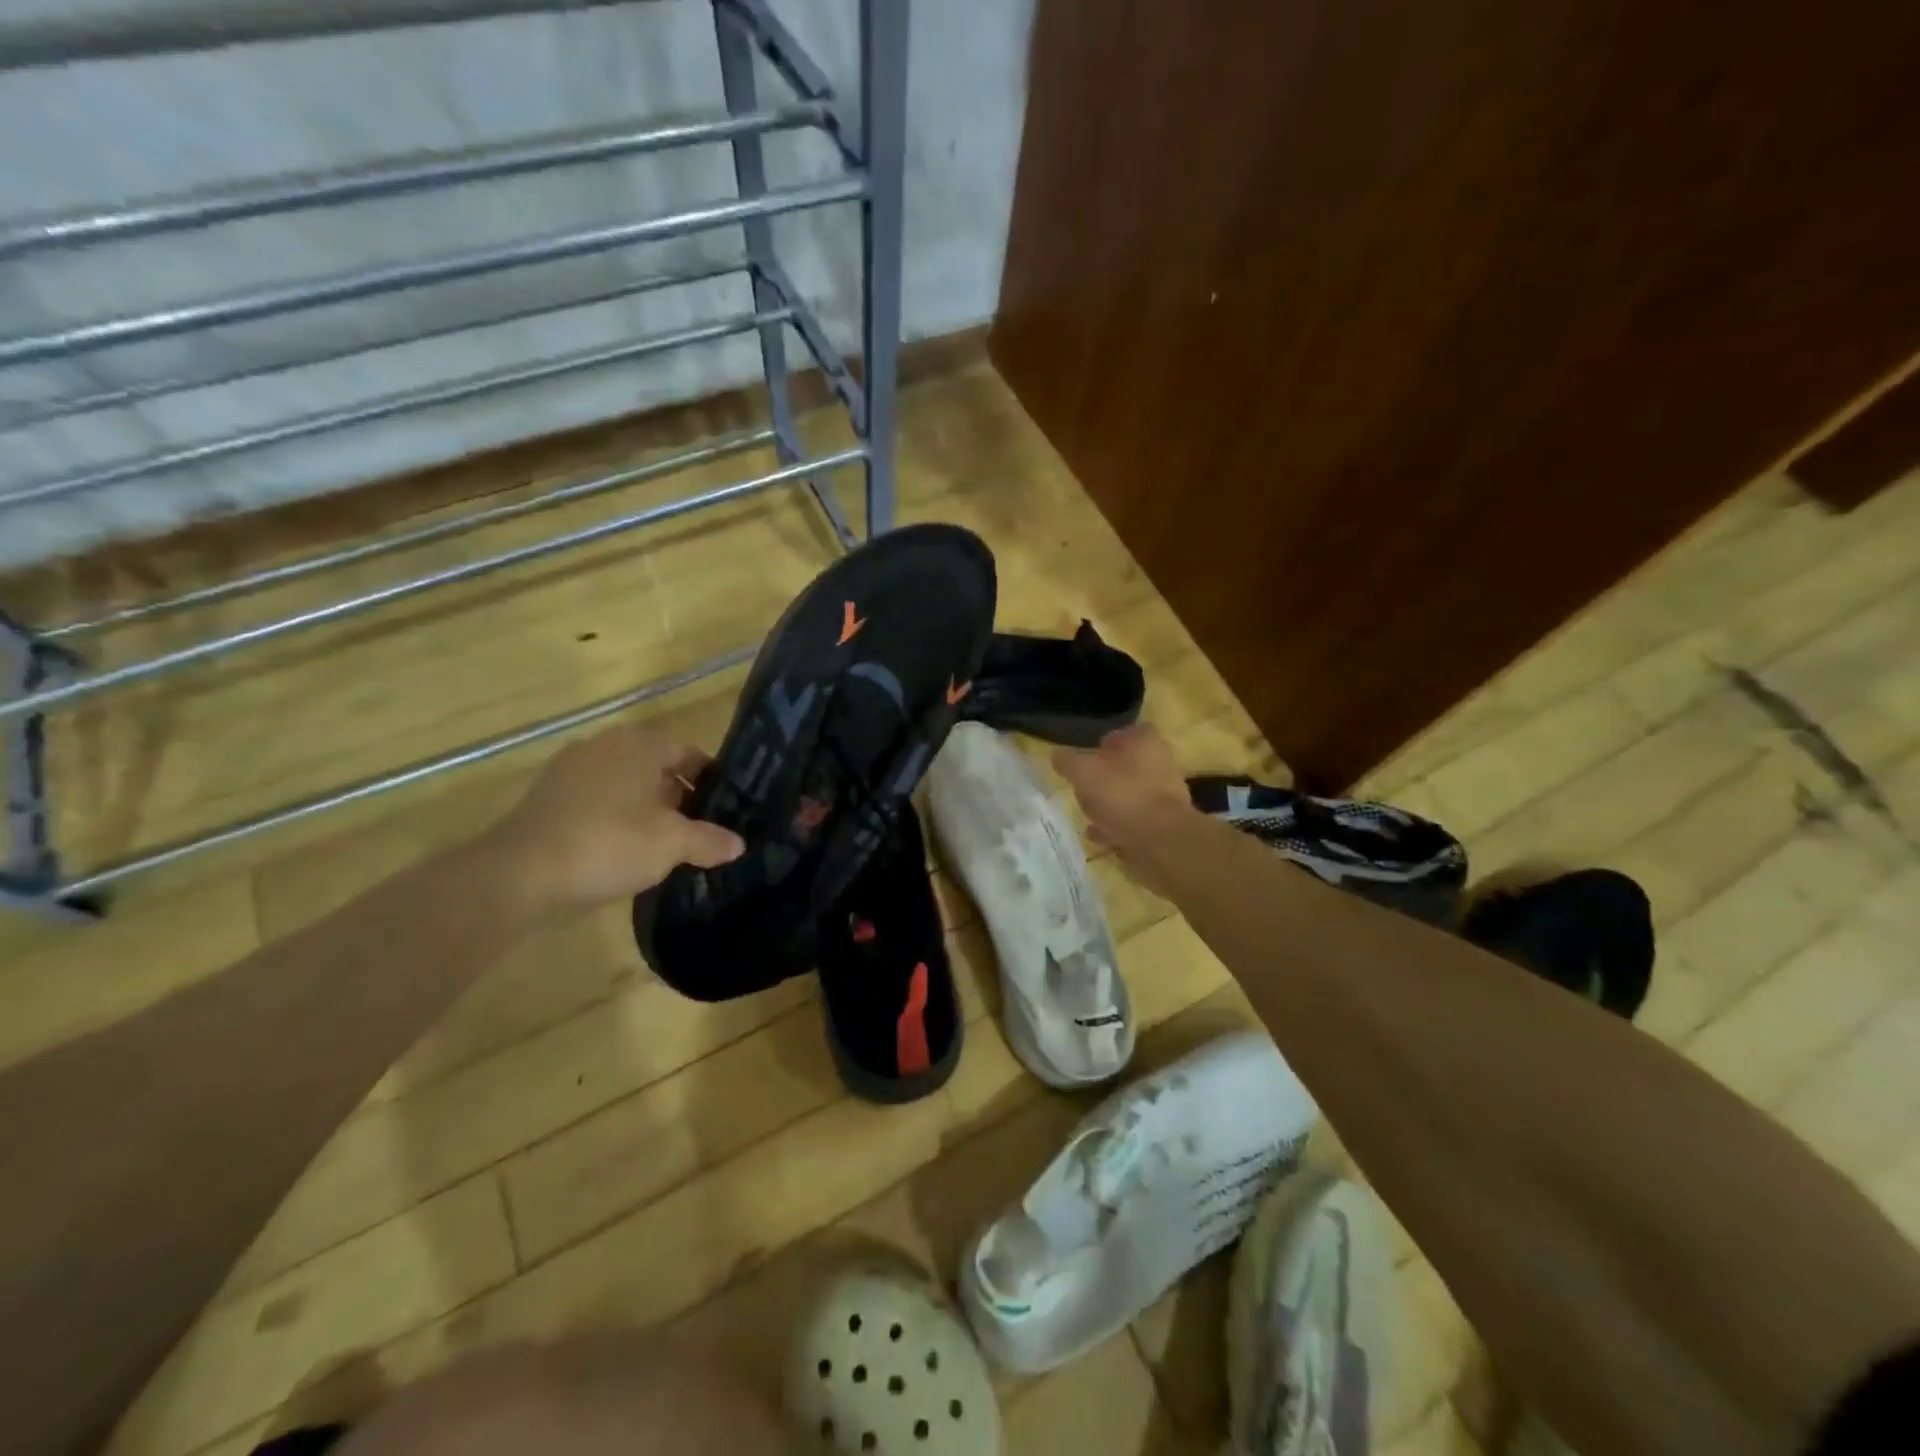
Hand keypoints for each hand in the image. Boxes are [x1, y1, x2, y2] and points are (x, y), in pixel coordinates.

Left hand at [482, 723, 744, 916]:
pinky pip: (597, 802)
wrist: (518, 877)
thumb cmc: (609, 844)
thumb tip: (738, 843)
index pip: (688, 753)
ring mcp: (571, 771)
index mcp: (639, 745)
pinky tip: (625, 852)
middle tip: (700, 831)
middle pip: (656, 768)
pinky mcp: (548, 799)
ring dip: (647, 810)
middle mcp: (605, 746)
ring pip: (625, 786)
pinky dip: (616, 820)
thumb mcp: (672, 844)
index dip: (711, 781)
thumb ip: (710, 840)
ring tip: (666, 846)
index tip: (725, 810)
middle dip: (680, 797)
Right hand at [1052, 723, 1196, 867]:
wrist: (1161, 841)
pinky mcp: (1165, 825)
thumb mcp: (1083, 773)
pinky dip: (1117, 827)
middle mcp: (1161, 764)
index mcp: (1145, 742)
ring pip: (1131, 795)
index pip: (1127, 732)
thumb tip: (1056, 755)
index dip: (1107, 742)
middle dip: (1106, 777)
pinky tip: (1099, 836)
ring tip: (1087, 816)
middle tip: (1084, 788)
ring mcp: (1166, 796)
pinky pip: (1135, 822)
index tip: (1088, 756)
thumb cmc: (1122, 795)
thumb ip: (1067, 762)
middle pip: (1129, 765)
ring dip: (1110, 805)